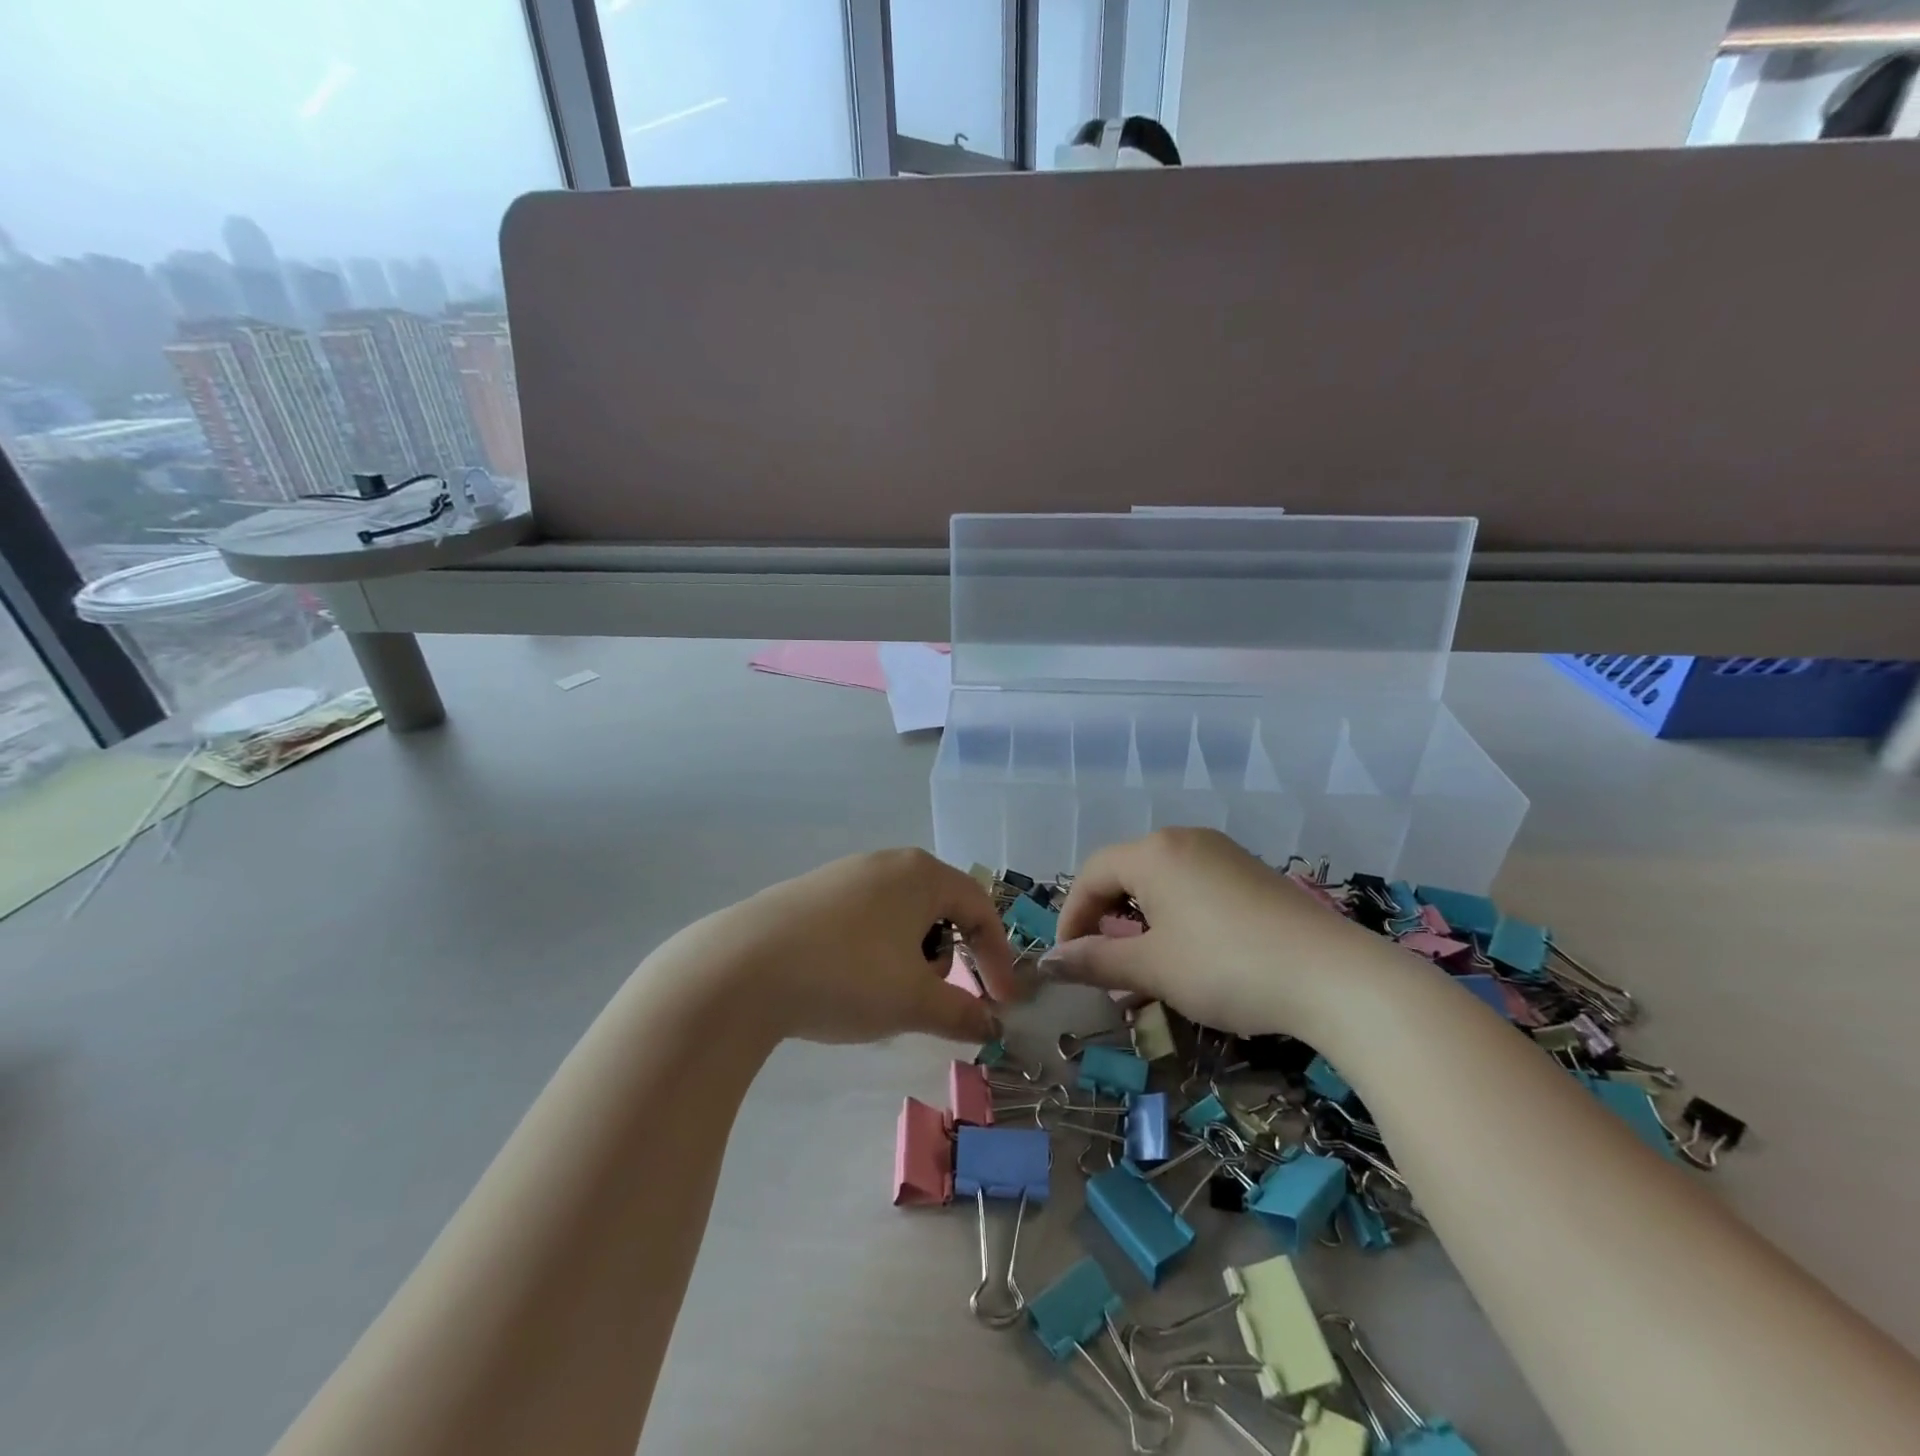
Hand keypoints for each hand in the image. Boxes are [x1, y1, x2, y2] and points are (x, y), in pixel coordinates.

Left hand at [689, 848, 1018, 1045]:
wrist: (741, 968)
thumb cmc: (847, 975)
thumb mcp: (913, 1001)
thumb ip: (961, 1013)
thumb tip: (990, 1026)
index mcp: (921, 874)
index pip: (980, 908)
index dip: (997, 958)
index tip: (1002, 1003)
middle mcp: (887, 862)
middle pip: (939, 909)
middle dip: (946, 958)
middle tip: (929, 998)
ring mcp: (845, 874)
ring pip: (900, 916)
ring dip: (909, 957)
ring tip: (882, 994)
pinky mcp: (811, 893)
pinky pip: (864, 919)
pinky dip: (874, 952)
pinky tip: (845, 982)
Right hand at [1045, 828, 1403, 1037]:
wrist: (1334, 977)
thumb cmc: (1226, 967)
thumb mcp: (1152, 967)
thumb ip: (1095, 960)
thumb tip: (1047, 962)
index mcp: (1153, 852)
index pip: (1092, 874)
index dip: (1072, 916)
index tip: (1069, 960)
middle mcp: (1185, 840)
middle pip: (1126, 873)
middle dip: (1106, 920)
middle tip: (1105, 965)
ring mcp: (1224, 854)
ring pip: (1162, 882)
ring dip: (1141, 923)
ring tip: (1145, 968)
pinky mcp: (1253, 874)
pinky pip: (1195, 887)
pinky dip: (1176, 918)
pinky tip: (1190, 956)